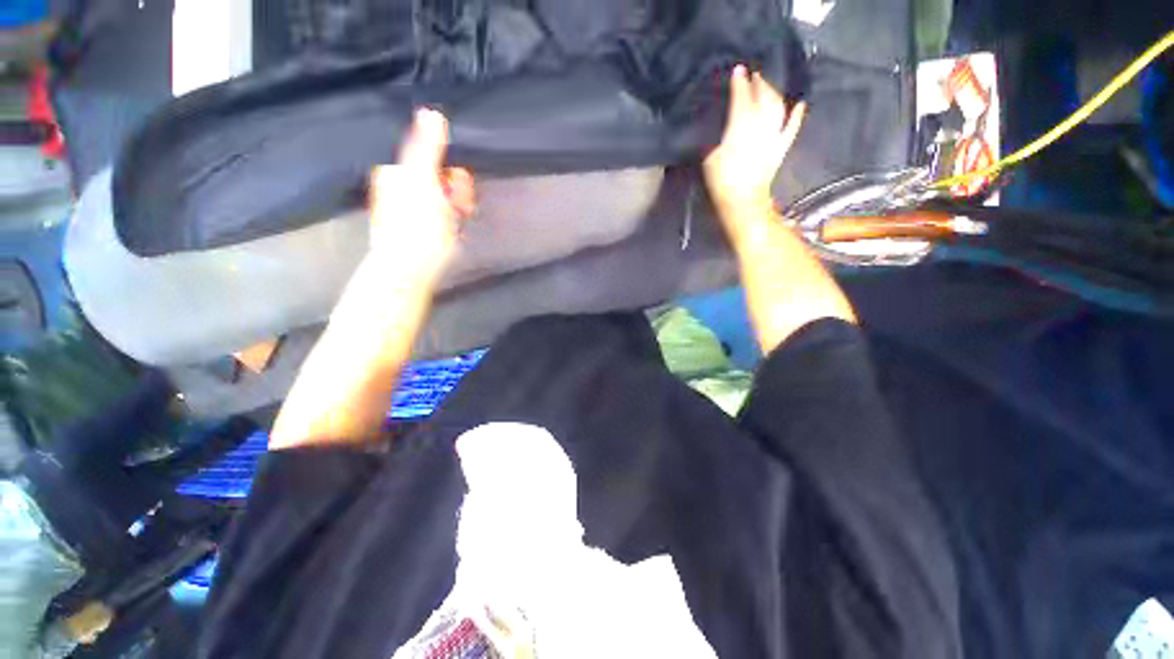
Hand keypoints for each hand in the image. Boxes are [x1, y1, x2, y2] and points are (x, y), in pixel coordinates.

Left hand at [369, 108, 475, 280]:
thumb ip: (426, 148)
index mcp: (397, 172)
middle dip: (457, 190)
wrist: (409, 269)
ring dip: (457, 205)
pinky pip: (442, 214)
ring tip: (457, 221)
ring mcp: (411, 210)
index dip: (453, 171)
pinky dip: (452, 219)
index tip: (461, 187)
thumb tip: (432, 112)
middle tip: (461, 207)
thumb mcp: (421, 180)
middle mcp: (401, 187)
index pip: (432, 159)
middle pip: (440, 178)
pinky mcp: (421, 228)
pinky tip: (453, 229)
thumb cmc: (416, 226)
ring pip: (444, 198)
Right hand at [703, 65, 805, 219]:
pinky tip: (800, 105)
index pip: (741, 99)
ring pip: (778, 107)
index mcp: (740, 127)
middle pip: (762, 98)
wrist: (742, 201)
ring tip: (768, 86)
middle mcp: (760, 126)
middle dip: (758, 84)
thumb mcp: (710, 159)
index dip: (740, 84)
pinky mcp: (781, 148)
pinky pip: (792, 128)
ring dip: (773, 93)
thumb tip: (724, 131)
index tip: (738, 71)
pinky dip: (797, 116)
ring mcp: (774, 136)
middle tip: (754, 75)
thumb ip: (719, 140)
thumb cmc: (722, 181)